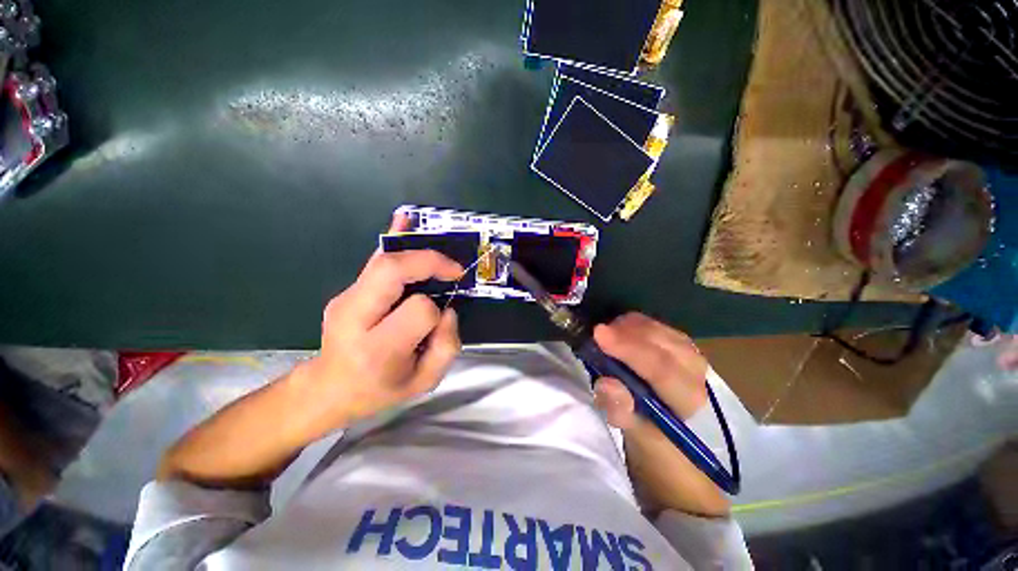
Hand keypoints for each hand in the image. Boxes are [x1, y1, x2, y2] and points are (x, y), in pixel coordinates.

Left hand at [157, 215, 464, 486]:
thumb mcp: (424, 383)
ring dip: (416, 250)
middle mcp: (355, 318)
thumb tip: (447, 309)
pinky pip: (374, 261)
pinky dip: (393, 239)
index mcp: (377, 349)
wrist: (329, 389)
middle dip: (429, 262)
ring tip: (439, 248)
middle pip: (392, 271)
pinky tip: (403, 219)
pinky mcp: (347, 291)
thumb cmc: (380, 391)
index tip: (442, 318)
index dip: (437, 310)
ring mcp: (345, 299)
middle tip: (453, 270)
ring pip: (383, 260)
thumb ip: (447, 346)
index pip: (418, 310)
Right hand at [591, 313, 729, 516]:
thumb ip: (622, 412)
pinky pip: (658, 328)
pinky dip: (635, 325)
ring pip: (660, 330)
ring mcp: (691, 357)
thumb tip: (606, 383)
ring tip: (606, 333)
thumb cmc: (657, 447)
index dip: (628, 349)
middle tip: (596, 333)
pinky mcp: (681, 349)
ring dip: (629, 327)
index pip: (660, 368)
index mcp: (688, 399)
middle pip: (662, 342)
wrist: (677, 445)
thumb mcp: (637, 437)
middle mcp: (696, 373)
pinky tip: (621, 330)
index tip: (598, 333)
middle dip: (626, 332)